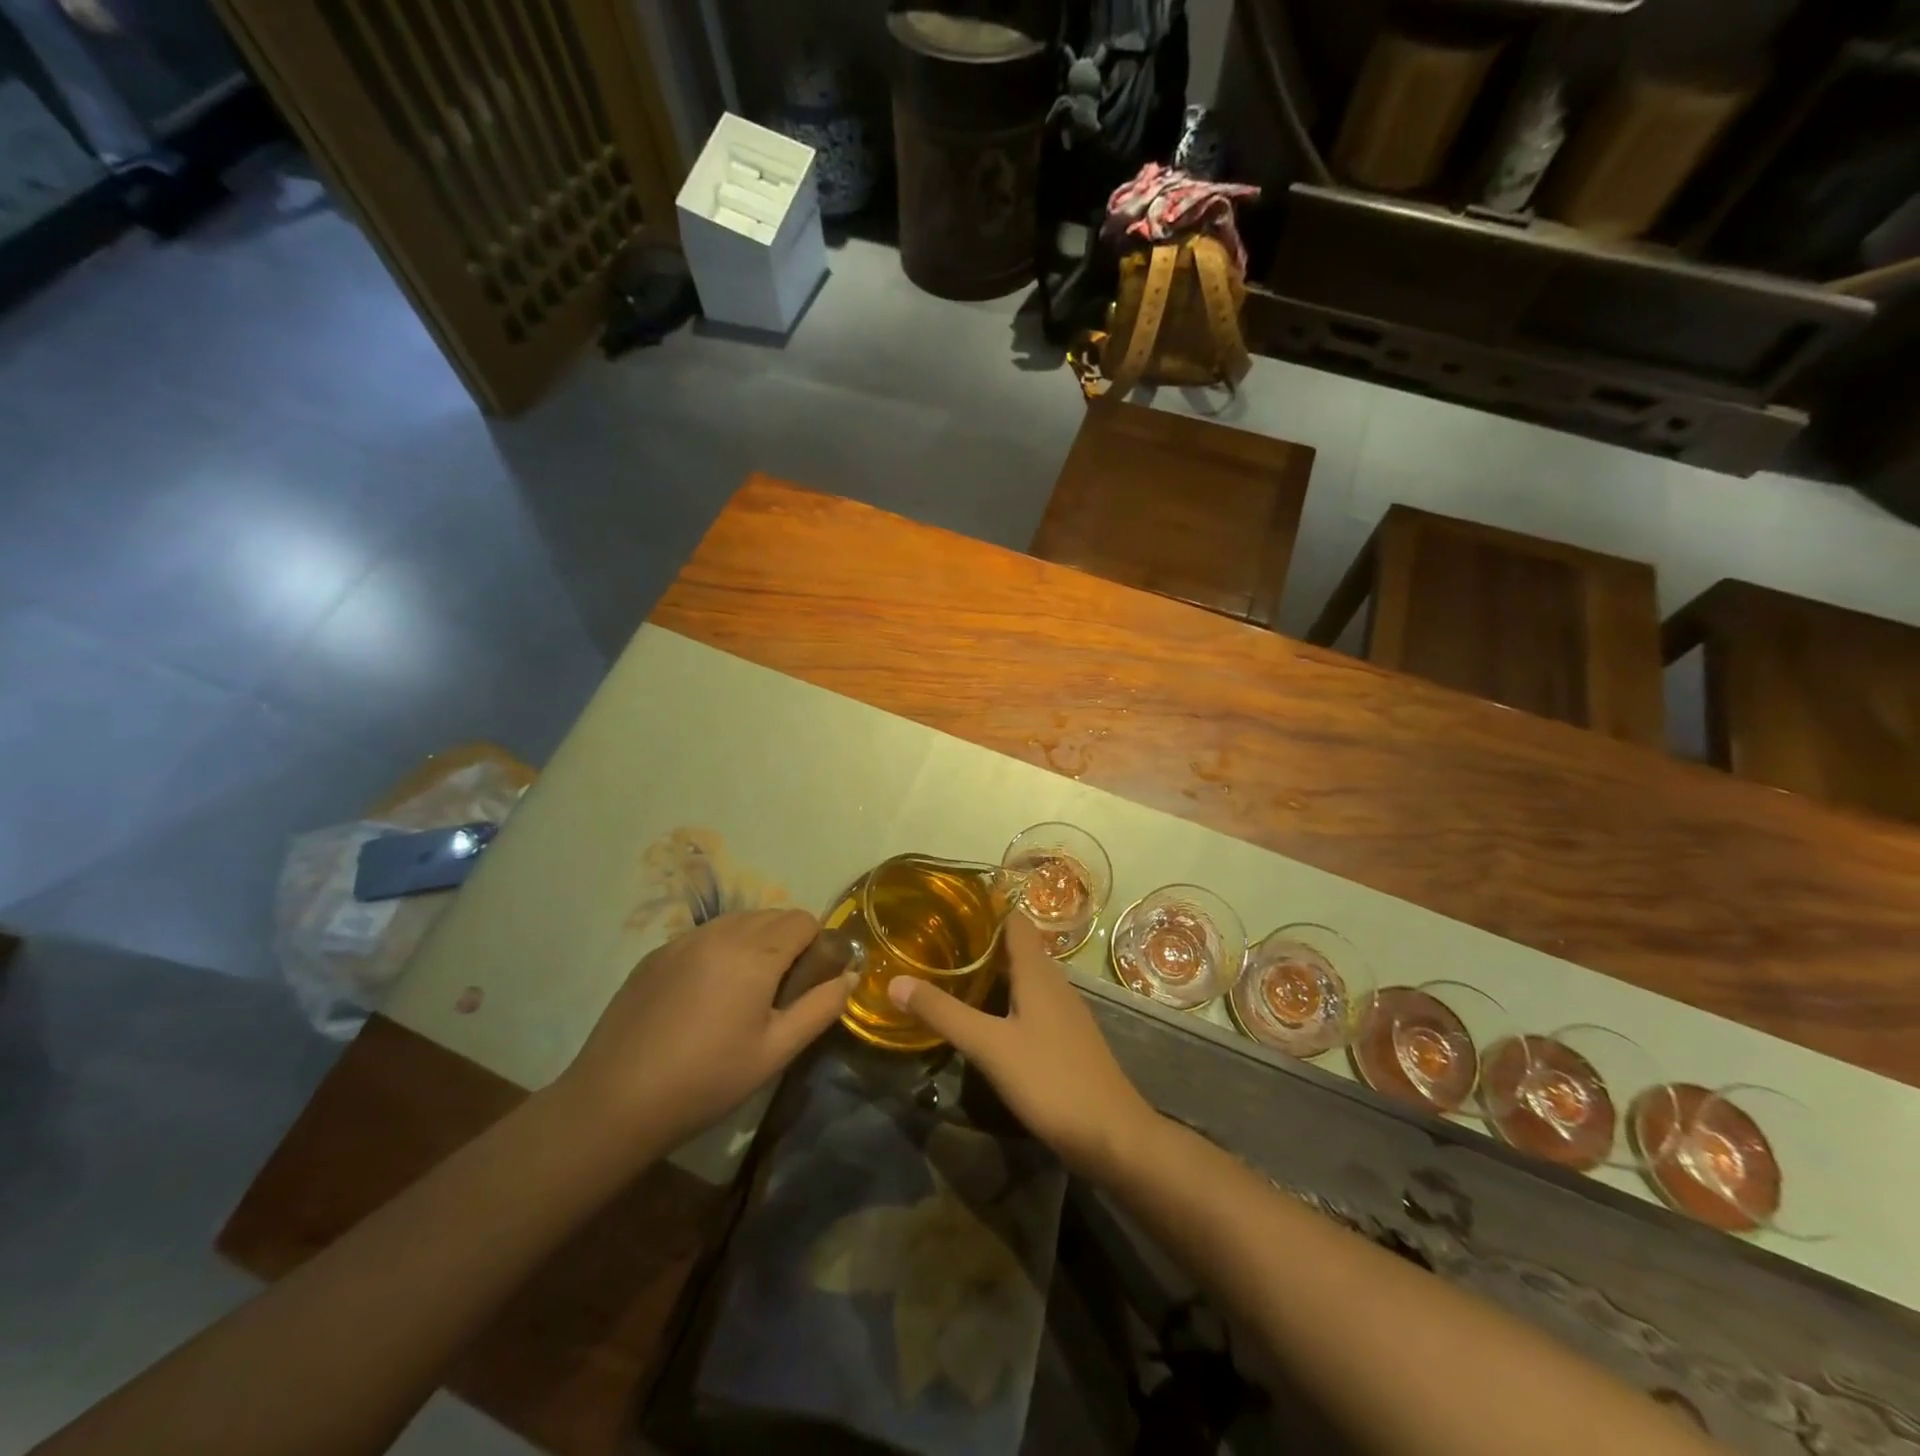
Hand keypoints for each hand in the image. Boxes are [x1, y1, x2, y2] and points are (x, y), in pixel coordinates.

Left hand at [561, 909, 850, 1148]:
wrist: (614, 1102)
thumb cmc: (706, 1080)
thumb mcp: (776, 1051)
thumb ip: (821, 1008)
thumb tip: (850, 976)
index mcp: (754, 953)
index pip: (803, 919)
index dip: (816, 944)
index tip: (810, 981)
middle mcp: (720, 934)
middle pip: (772, 915)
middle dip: (787, 941)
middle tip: (779, 991)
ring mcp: (682, 941)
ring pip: (737, 922)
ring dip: (754, 942)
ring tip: (743, 992)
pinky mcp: (655, 955)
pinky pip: (704, 936)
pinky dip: (719, 950)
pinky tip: (704, 997)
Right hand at [888, 914, 1156, 1175]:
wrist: (1111, 1135)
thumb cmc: (1050, 1079)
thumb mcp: (988, 1046)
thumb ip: (943, 1013)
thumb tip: (895, 981)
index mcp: (1038, 971)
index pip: (1012, 919)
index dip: (984, 907)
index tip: (946, 904)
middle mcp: (1054, 981)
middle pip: (1016, 946)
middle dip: (979, 940)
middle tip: (936, 939)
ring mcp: (1063, 1010)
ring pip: (1023, 975)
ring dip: (991, 970)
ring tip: (950, 971)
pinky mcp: (1065, 1036)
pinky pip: (1030, 1001)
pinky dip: (1004, 997)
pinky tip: (983, 1015)